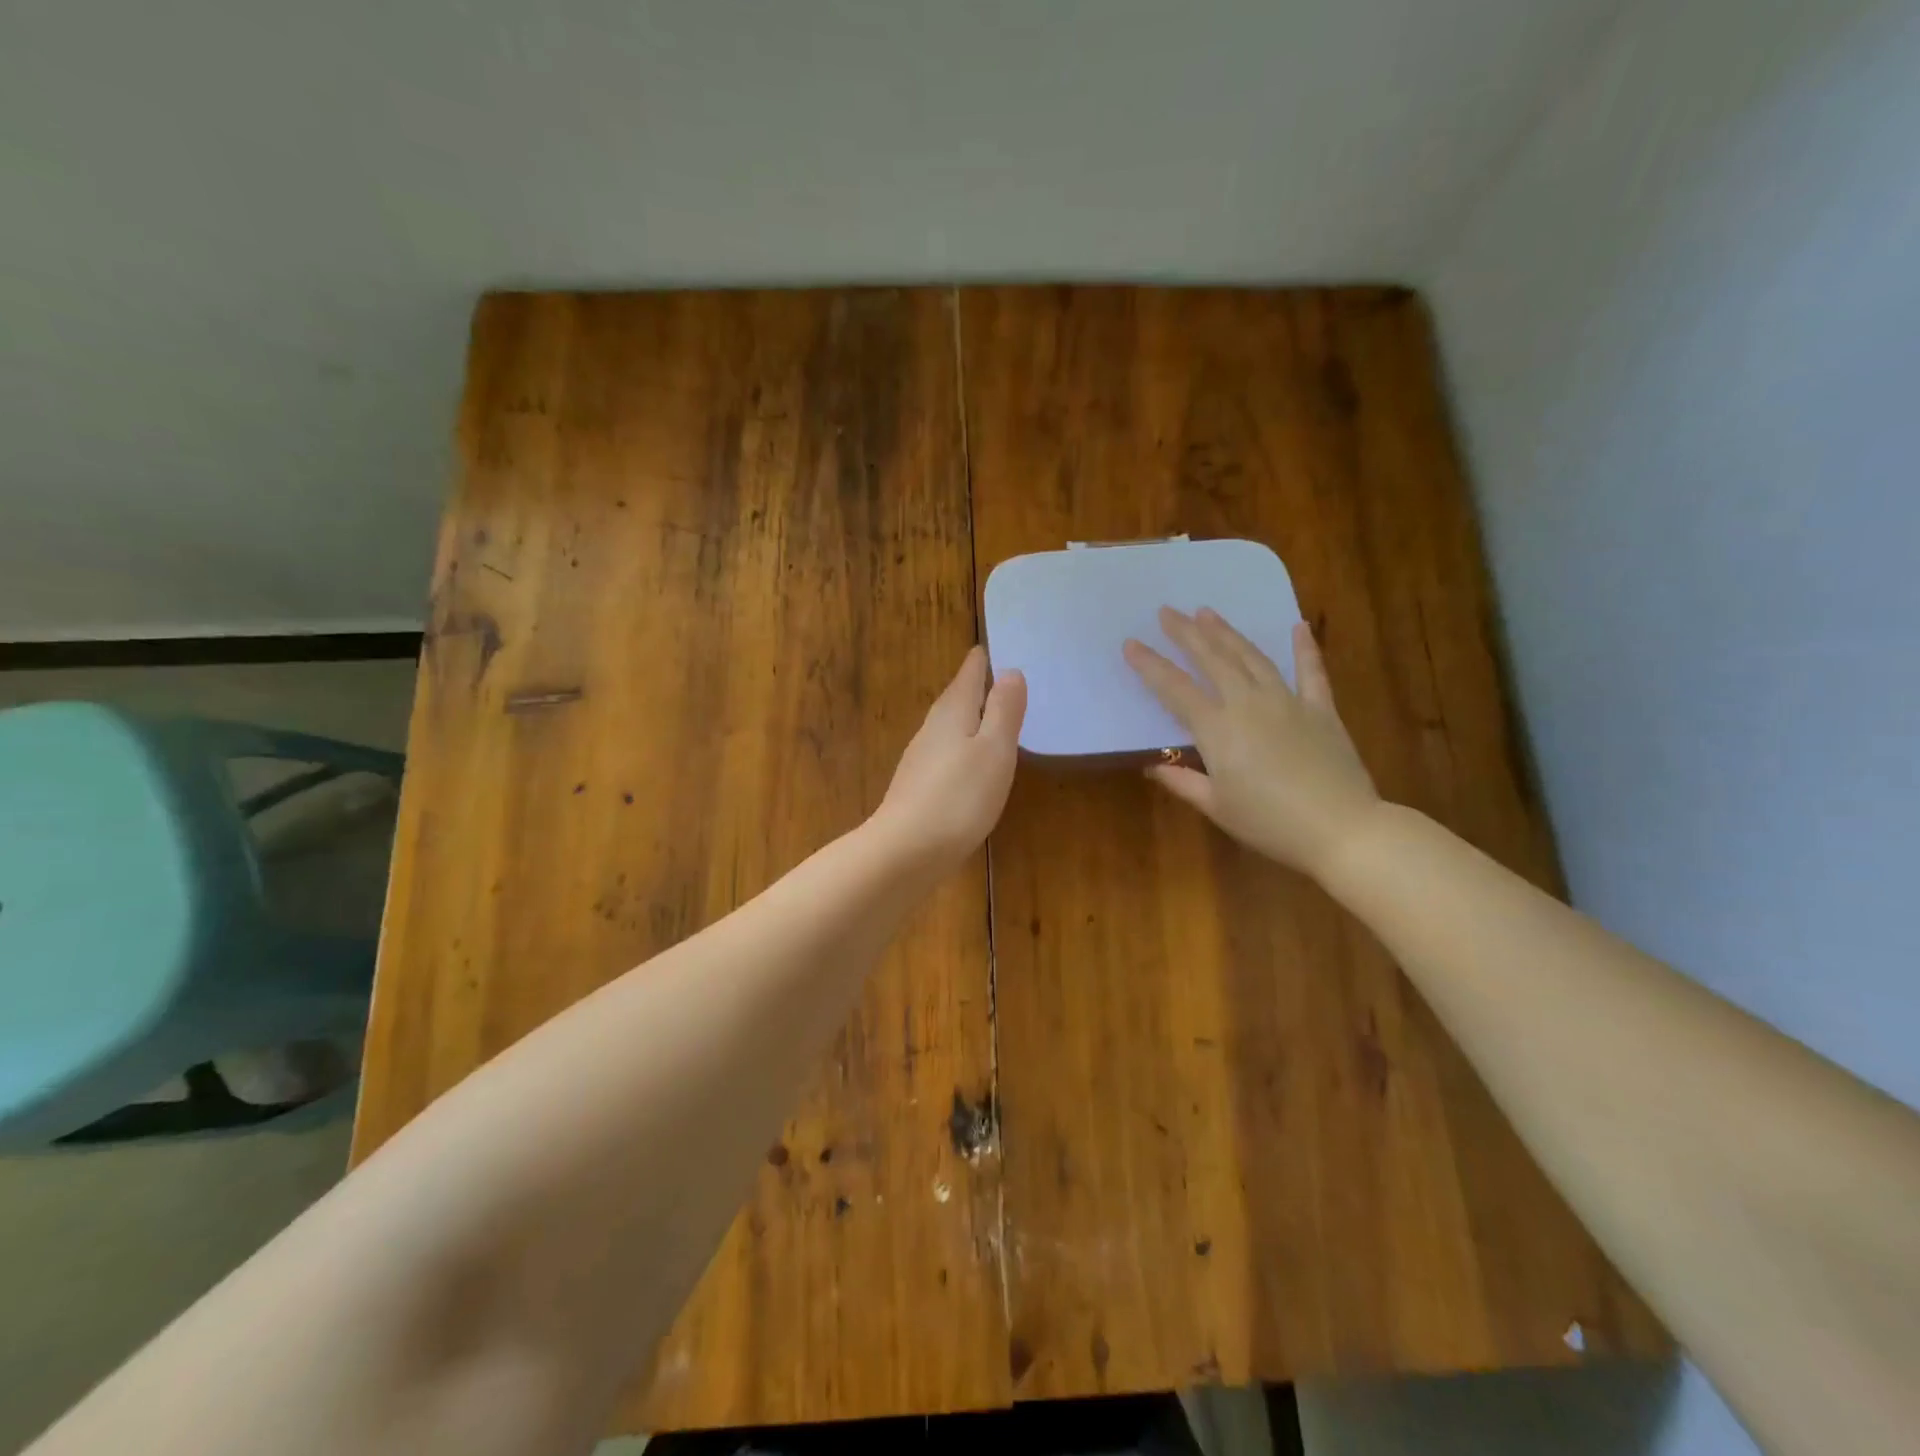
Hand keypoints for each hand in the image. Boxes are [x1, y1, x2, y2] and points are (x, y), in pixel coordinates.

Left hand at [871, 647, 1025, 872]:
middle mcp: (932, 729)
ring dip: (970, 719)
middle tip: (1000, 678)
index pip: (969, 674)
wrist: (906, 851)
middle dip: (976, 687)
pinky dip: (962, 749)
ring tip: (992, 717)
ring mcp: (921, 759)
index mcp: (952, 712)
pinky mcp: (918, 788)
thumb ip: (1004, 711)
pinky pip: (946, 755)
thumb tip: (1010, 671)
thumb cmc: (959, 796)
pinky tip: (972, 764)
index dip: (982, 661)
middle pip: (956, 699)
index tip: (991, 647)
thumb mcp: (994, 750)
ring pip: (950, 727)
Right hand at [1123, 609, 1378, 879]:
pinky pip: (1311, 671)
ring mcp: (1287, 701)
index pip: (1174, 689)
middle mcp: (1248, 704)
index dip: (1150, 665)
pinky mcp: (1321, 709)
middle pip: (1212, 660)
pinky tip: (1298, 627)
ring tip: (1208, 612)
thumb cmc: (1269, 823)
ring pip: (1251, 657)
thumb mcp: (1216, 807)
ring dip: (1228, 633)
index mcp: (1217, 729)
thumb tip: (1151, 765)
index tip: (1130, 643)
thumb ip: (1182, 782)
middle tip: (1168, 611)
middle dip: (1187, 633)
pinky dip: (1305, 648)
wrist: (1341, 828)